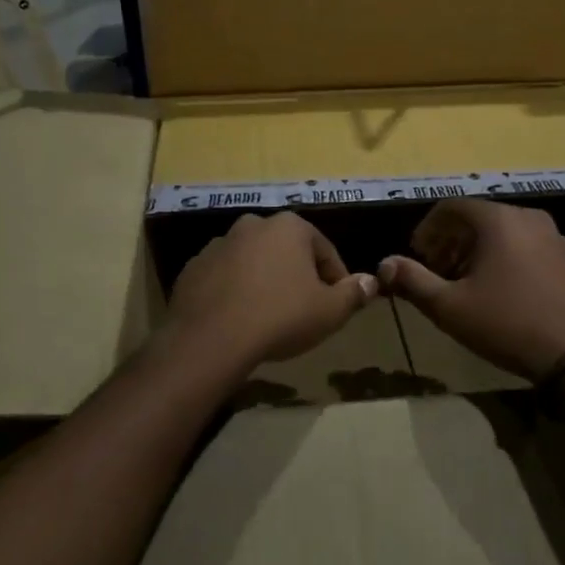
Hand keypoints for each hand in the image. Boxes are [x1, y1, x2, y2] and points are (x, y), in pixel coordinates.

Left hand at [168, 213, 377, 370]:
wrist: (211, 339)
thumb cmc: (281, 317)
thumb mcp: (330, 311)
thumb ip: (353, 293)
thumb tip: (371, 281)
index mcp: (289, 226)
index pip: (325, 251)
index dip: (336, 280)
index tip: (337, 306)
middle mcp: (252, 225)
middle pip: (287, 251)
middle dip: (298, 276)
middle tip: (304, 310)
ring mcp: (218, 244)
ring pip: (253, 262)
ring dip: (264, 281)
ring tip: (269, 316)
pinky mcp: (193, 267)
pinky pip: (224, 277)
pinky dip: (235, 291)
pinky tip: (239, 319)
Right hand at [377, 199, 564, 381]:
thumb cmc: (508, 325)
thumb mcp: (450, 307)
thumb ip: (413, 281)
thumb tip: (384, 265)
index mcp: (499, 221)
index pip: (453, 207)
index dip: (429, 228)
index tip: (418, 254)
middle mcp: (531, 218)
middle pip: (482, 219)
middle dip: (454, 241)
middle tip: (439, 270)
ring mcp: (559, 239)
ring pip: (510, 234)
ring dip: (483, 252)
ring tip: (471, 284)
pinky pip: (535, 250)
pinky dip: (513, 261)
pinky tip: (510, 295)